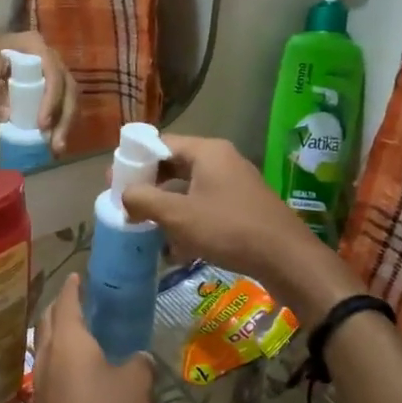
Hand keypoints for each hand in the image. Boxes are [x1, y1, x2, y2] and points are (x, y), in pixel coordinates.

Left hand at [0, 26, 76, 155]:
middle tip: (57, 145)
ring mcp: (52, 70)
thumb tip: (7, 118)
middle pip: (68, 88)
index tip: (42, 125)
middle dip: (65, 118)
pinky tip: (53, 140)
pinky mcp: (50, 83)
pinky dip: (59, 121)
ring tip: (57, 148)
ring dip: (65, 123)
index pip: (53, 74)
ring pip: (69, 97)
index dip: (51, 100)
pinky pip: (61, 102)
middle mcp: (51, 57)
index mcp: (35, 46)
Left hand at [27, 275, 153, 402]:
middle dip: (60, 307)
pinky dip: (60, 362)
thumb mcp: (136, 385)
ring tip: (77, 334)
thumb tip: (138, 358)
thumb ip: (138, 363)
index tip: (78, 276)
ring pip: (44, 346)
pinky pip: (49, 372)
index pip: (66, 301)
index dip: (73, 287)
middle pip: (48, 320)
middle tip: (78, 301)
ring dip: (56, 335)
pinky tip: (77, 374)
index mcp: (68, 339)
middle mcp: (48, 355)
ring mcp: (40, 383)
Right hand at [120, 135, 355, 316]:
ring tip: (146, 226)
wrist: (286, 258)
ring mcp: (235, 183)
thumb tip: (123, 194)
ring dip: (167, 205)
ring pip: (190, 187)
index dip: (134, 160)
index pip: (161, 143)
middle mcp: (222, 159)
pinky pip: (206, 204)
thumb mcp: (178, 216)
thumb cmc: (228, 229)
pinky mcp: (243, 205)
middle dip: (149, 185)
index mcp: (207, 151)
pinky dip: (188, 218)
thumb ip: (144, 200)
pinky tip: (176, 245)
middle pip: (175, 165)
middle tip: (126, 203)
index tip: (114, 180)